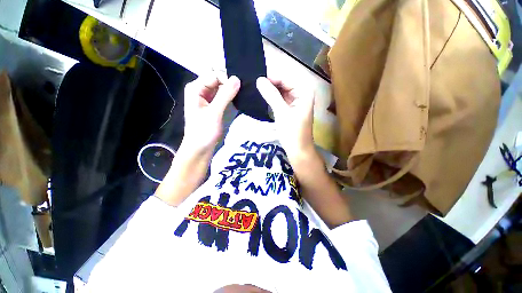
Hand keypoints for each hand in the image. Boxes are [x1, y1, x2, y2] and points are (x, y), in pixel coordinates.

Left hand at [183, 75, 239, 152]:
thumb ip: (225, 95)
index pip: (215, 74)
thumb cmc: (204, 131)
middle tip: (245, 89)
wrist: (200, 148)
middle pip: (218, 80)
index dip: (227, 79)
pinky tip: (240, 99)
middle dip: (231, 83)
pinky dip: (232, 97)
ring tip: (244, 94)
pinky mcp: (215, 106)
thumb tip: (237, 78)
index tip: (240, 87)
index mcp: (196, 88)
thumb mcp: (214, 113)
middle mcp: (201, 90)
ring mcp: (208, 98)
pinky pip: (224, 96)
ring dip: (233, 90)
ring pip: (223, 88)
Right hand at [256, 77, 314, 161]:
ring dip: (270, 90)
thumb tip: (259, 80)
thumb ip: (271, 95)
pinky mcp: (290, 109)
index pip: (286, 78)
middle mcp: (301, 94)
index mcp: (304, 92)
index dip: (272, 77)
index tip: (256, 77)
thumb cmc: (292, 132)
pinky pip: (280, 99)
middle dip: (270, 83)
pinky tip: (262, 96)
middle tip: (253, 82)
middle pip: (284, 83)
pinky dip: (272, 98)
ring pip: (281, 91)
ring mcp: (296, 102)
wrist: (298, 150)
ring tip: (255, 87)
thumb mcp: (282, 113)